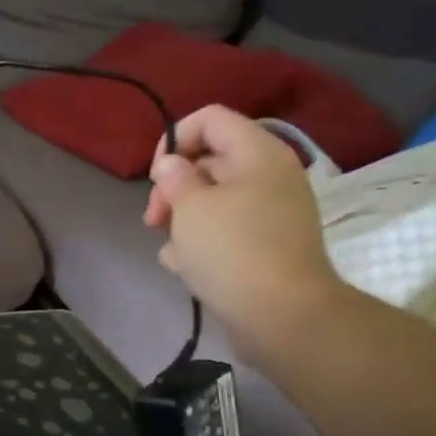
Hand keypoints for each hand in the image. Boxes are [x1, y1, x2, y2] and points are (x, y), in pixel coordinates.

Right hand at [143, 106, 345, 355]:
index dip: (174, 139)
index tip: (155, 176)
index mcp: (258, 153)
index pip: (210, 119)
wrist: (281, 316)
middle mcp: (268, 176)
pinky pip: (224, 232)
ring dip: (183, 220)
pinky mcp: (263, 247)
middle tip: (154, 218)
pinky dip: (202, 244)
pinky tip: (185, 268)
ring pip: (212, 201)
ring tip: (171, 249)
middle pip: (209, 161)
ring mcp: (269, 214)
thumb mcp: (191, 207)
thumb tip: (172, 166)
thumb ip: (175, 177)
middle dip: (174, 187)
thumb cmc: (232, 251)